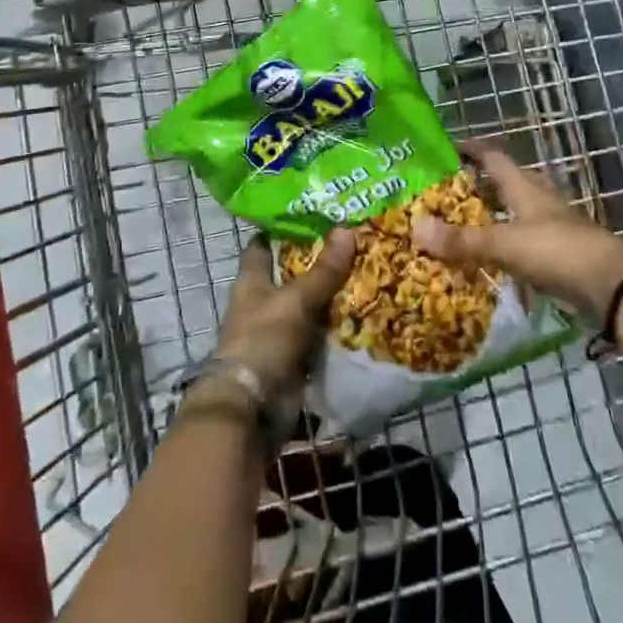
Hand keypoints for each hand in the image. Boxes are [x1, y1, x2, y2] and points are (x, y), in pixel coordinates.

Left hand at [211, 229, 356, 392]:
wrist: (252, 408)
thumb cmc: (264, 340)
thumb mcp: (297, 300)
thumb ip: (323, 270)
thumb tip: (347, 229)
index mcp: (252, 281)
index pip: (263, 246)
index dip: (282, 229)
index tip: (311, 214)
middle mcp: (263, 303)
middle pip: (292, 275)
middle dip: (319, 262)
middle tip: (355, 241)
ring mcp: (279, 332)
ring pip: (309, 305)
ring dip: (332, 296)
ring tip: (369, 271)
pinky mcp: (295, 358)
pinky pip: (320, 336)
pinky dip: (337, 328)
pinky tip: (366, 313)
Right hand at [412, 141, 622, 322]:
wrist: (614, 287)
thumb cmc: (558, 252)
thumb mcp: (505, 244)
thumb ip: (462, 240)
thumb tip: (415, 227)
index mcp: (526, 188)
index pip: (494, 158)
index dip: (472, 149)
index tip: (448, 147)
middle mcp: (541, 200)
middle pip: (509, 182)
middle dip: (482, 183)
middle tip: (450, 190)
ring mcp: (556, 226)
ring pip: (520, 211)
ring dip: (497, 214)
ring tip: (468, 223)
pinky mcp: (564, 252)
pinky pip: (528, 240)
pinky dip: (510, 243)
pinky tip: (497, 258)